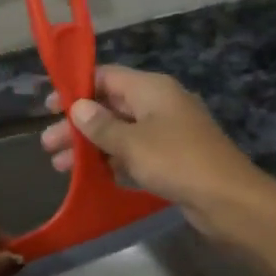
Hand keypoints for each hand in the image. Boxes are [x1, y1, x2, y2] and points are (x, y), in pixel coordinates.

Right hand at [38, 66, 269, 241]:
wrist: (228, 199)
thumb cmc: (176, 162)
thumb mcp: (132, 143)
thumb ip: (101, 125)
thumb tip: (79, 107)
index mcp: (151, 89)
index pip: (106, 76)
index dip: (76, 89)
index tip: (48, 107)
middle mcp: (159, 104)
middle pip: (110, 106)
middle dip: (78, 124)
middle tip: (47, 145)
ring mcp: (167, 132)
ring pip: (120, 132)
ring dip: (91, 146)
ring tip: (60, 167)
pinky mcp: (172, 158)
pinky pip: (134, 153)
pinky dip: (112, 161)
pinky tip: (90, 177)